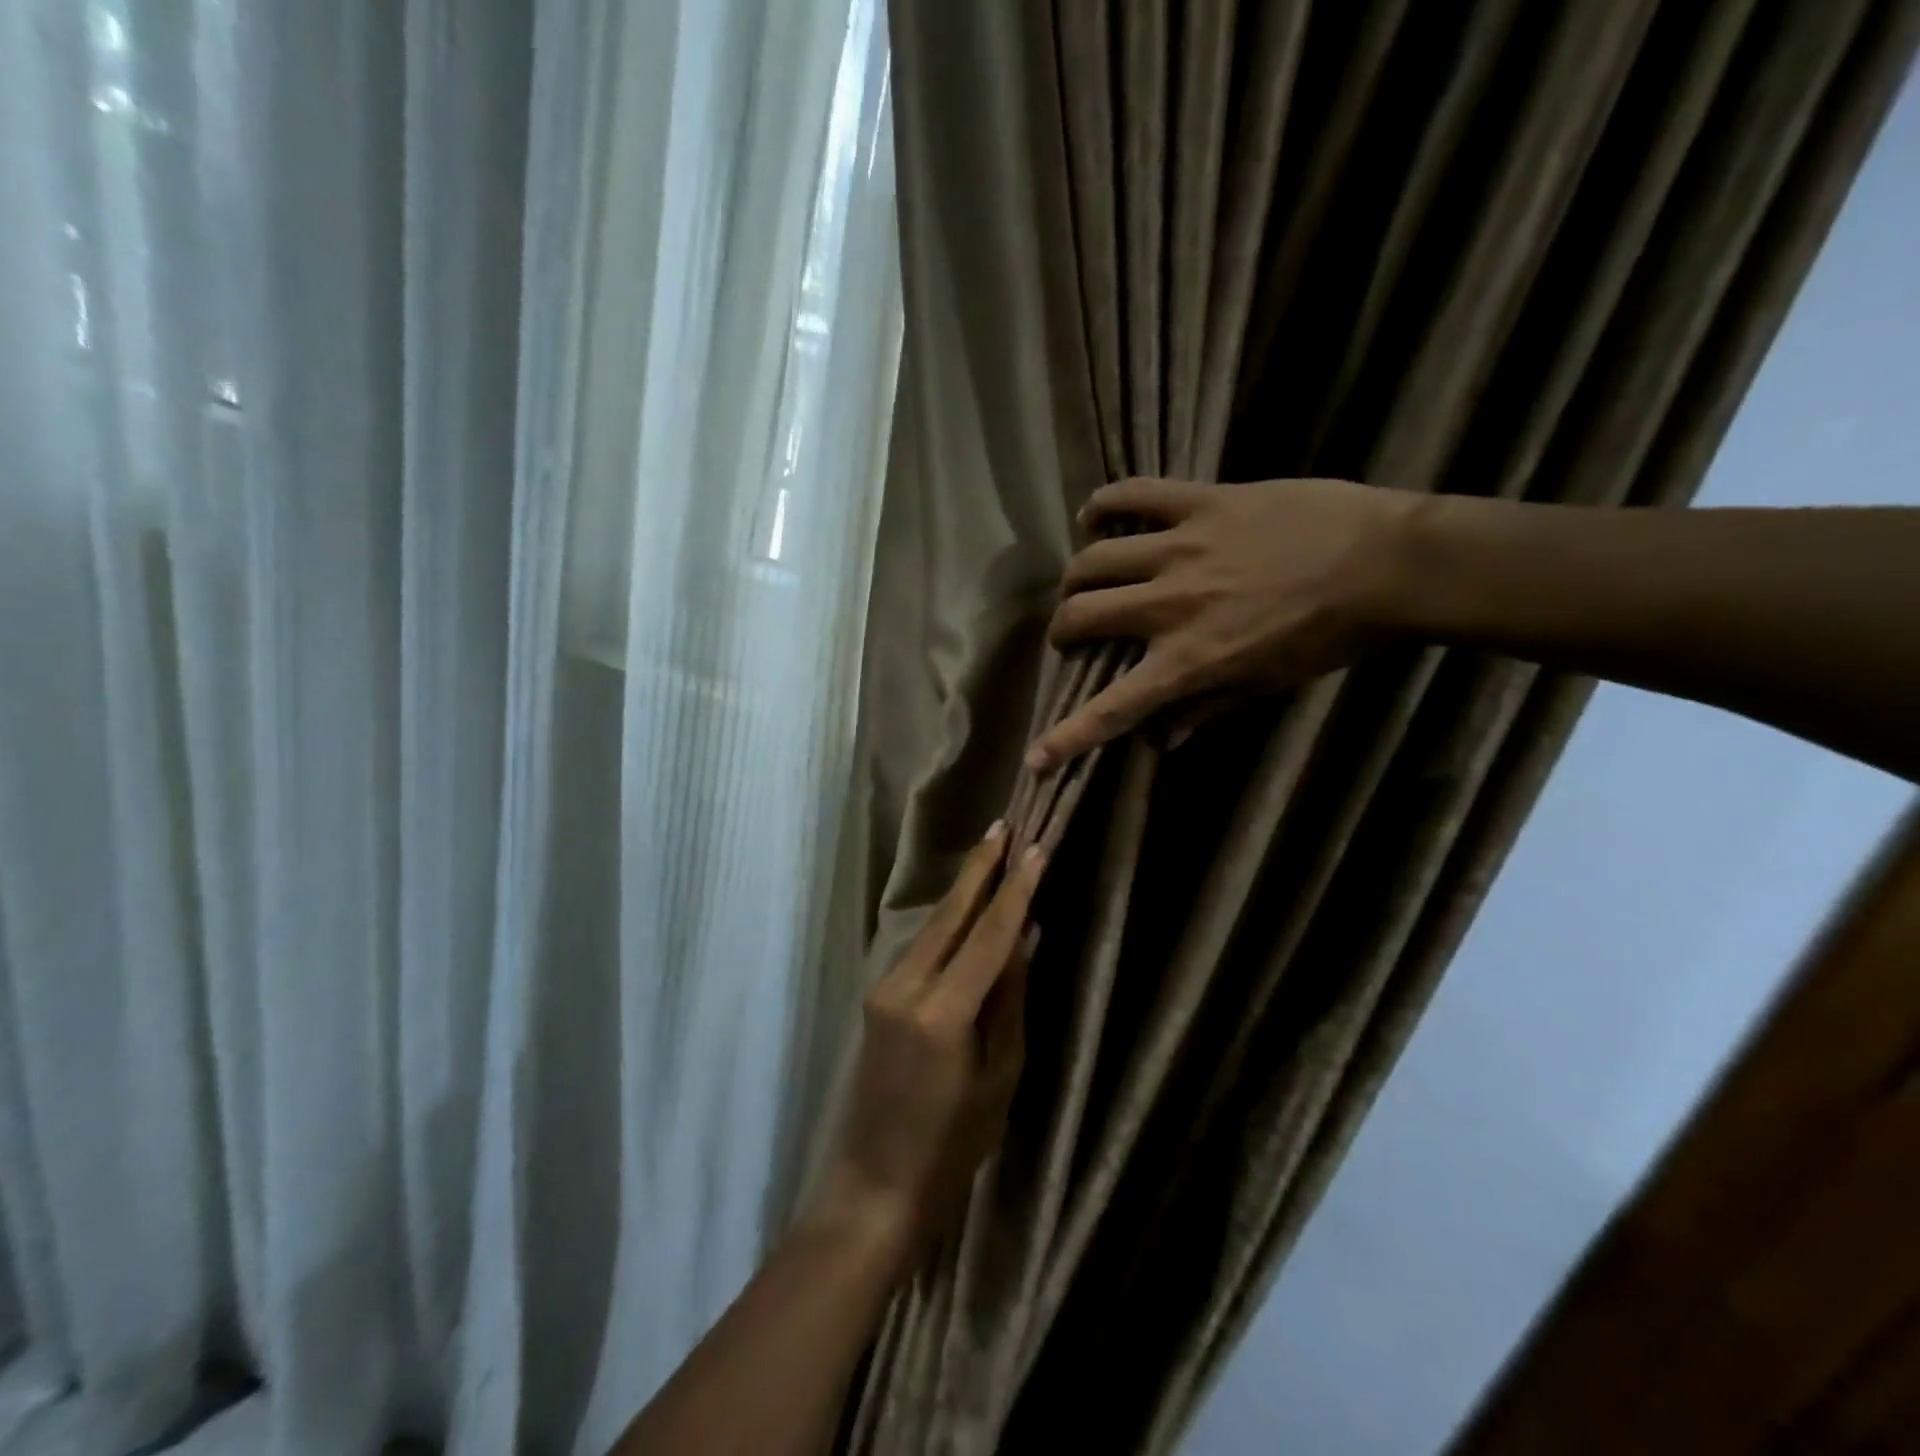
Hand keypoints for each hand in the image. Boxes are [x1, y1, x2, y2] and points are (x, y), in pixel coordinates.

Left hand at [814, 824, 1042, 1265]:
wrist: (876, 1182)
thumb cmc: (953, 1145)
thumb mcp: (1000, 1076)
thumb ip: (1009, 1000)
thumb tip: (1025, 938)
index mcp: (943, 1012)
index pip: (989, 935)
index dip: (1015, 890)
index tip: (1034, 848)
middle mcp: (907, 986)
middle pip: (950, 914)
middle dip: (979, 868)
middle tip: (1004, 824)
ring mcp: (885, 988)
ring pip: (933, 927)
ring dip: (964, 890)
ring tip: (992, 853)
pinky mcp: (878, 996)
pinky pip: (921, 948)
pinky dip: (949, 922)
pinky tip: (968, 907)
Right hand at [1025, 476, 1417, 768]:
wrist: (1389, 563)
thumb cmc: (1330, 636)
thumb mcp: (1268, 684)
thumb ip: (1206, 710)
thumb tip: (1160, 741)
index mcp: (1189, 660)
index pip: (1113, 708)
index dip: (1067, 738)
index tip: (1035, 758)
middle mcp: (1170, 605)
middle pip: (1081, 615)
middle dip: (1062, 631)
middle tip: (1071, 635)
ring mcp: (1181, 547)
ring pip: (1093, 558)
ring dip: (1076, 576)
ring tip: (1082, 581)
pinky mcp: (1202, 502)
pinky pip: (1135, 495)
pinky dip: (1104, 504)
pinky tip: (1094, 515)